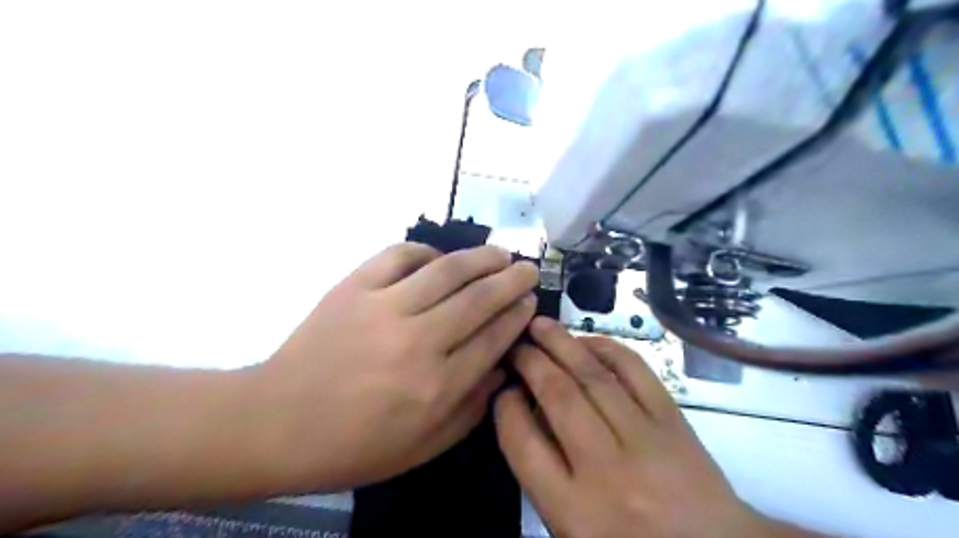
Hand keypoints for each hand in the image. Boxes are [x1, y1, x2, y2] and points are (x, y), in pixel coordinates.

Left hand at [251, 243, 537, 491]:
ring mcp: (384, 308)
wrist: (276, 424)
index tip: (530, 302)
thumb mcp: (423, 447)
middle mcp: (418, 342)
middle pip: (479, 299)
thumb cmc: (354, 445)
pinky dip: (425, 251)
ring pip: (447, 271)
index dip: (517, 315)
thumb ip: (471, 410)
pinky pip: (399, 256)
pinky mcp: (354, 287)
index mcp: (437, 387)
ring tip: (499, 254)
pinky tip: (438, 258)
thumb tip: (501, 368)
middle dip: (512, 281)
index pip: (493, 338)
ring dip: (481, 258)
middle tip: (528, 269)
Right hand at [490, 319, 773, 536]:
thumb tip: (528, 412)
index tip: (503, 388)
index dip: (506, 406)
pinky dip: (610, 350)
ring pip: (594, 378)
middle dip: (531, 362)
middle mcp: (606, 470)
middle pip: (558, 397)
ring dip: (564, 344)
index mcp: (573, 509)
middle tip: (517, 344)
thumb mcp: (572, 527)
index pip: (524, 442)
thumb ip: (544, 474)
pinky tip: (590, 341)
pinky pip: (637, 373)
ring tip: (542, 325)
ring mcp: (644, 440)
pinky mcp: (674, 422)